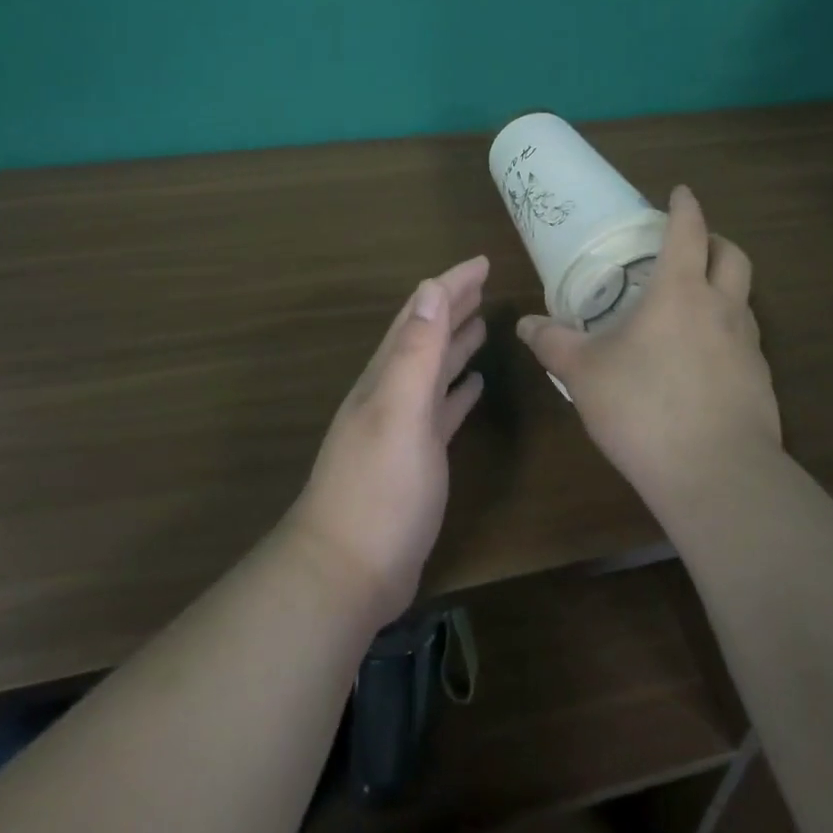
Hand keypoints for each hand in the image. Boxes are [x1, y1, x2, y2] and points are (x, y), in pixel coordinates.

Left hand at [285, 256, 489, 630]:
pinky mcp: (416, 459)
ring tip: (482, 323)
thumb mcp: (399, 412)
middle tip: (484, 282)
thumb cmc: (378, 488)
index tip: (482, 262)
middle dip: (453, 305)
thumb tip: (430, 288)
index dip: (450, 284)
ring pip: (433, 370)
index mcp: (388, 375)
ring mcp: (403, 427)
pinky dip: (456, 391)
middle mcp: (392, 392)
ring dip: (455, 343)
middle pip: (426, 335)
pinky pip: (440, 411)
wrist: (347, 571)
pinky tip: (472, 386)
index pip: (421, 314)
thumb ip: (415, 352)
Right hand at [516, 186, 780, 508]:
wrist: (717, 476)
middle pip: (733, 256)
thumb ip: (553, 342)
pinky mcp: (762, 383)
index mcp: (680, 291)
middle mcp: (722, 308)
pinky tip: (703, 360)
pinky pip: (747, 342)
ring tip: (694, 304)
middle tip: (692, 246)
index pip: (689, 231)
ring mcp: (749, 347)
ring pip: (745, 299)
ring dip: (725, 287)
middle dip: (716, 241)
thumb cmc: (644, 408)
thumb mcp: (584, 373)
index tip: (680, 192)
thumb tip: (523, 324)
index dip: (685, 206)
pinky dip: (728, 333)